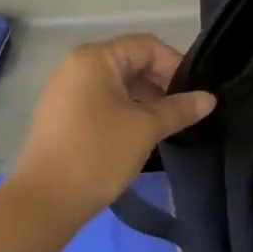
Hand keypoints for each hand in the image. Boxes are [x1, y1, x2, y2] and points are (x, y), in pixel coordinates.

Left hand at [10, 35, 216, 224]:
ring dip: (144, 100)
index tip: (194, 95)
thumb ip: (179, 109)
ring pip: (117, 84)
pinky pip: (101, 100)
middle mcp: (78, 65)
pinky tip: (138, 135)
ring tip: (164, 127)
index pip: (147, 46)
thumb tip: (209, 98)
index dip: (175, 66)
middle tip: (182, 113)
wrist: (42, 205)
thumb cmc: (97, 154)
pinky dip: (124, 110)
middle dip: (161, 84)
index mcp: (96, 58)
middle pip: (131, 62)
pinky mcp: (61, 115)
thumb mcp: (145, 129)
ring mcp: (66, 90)